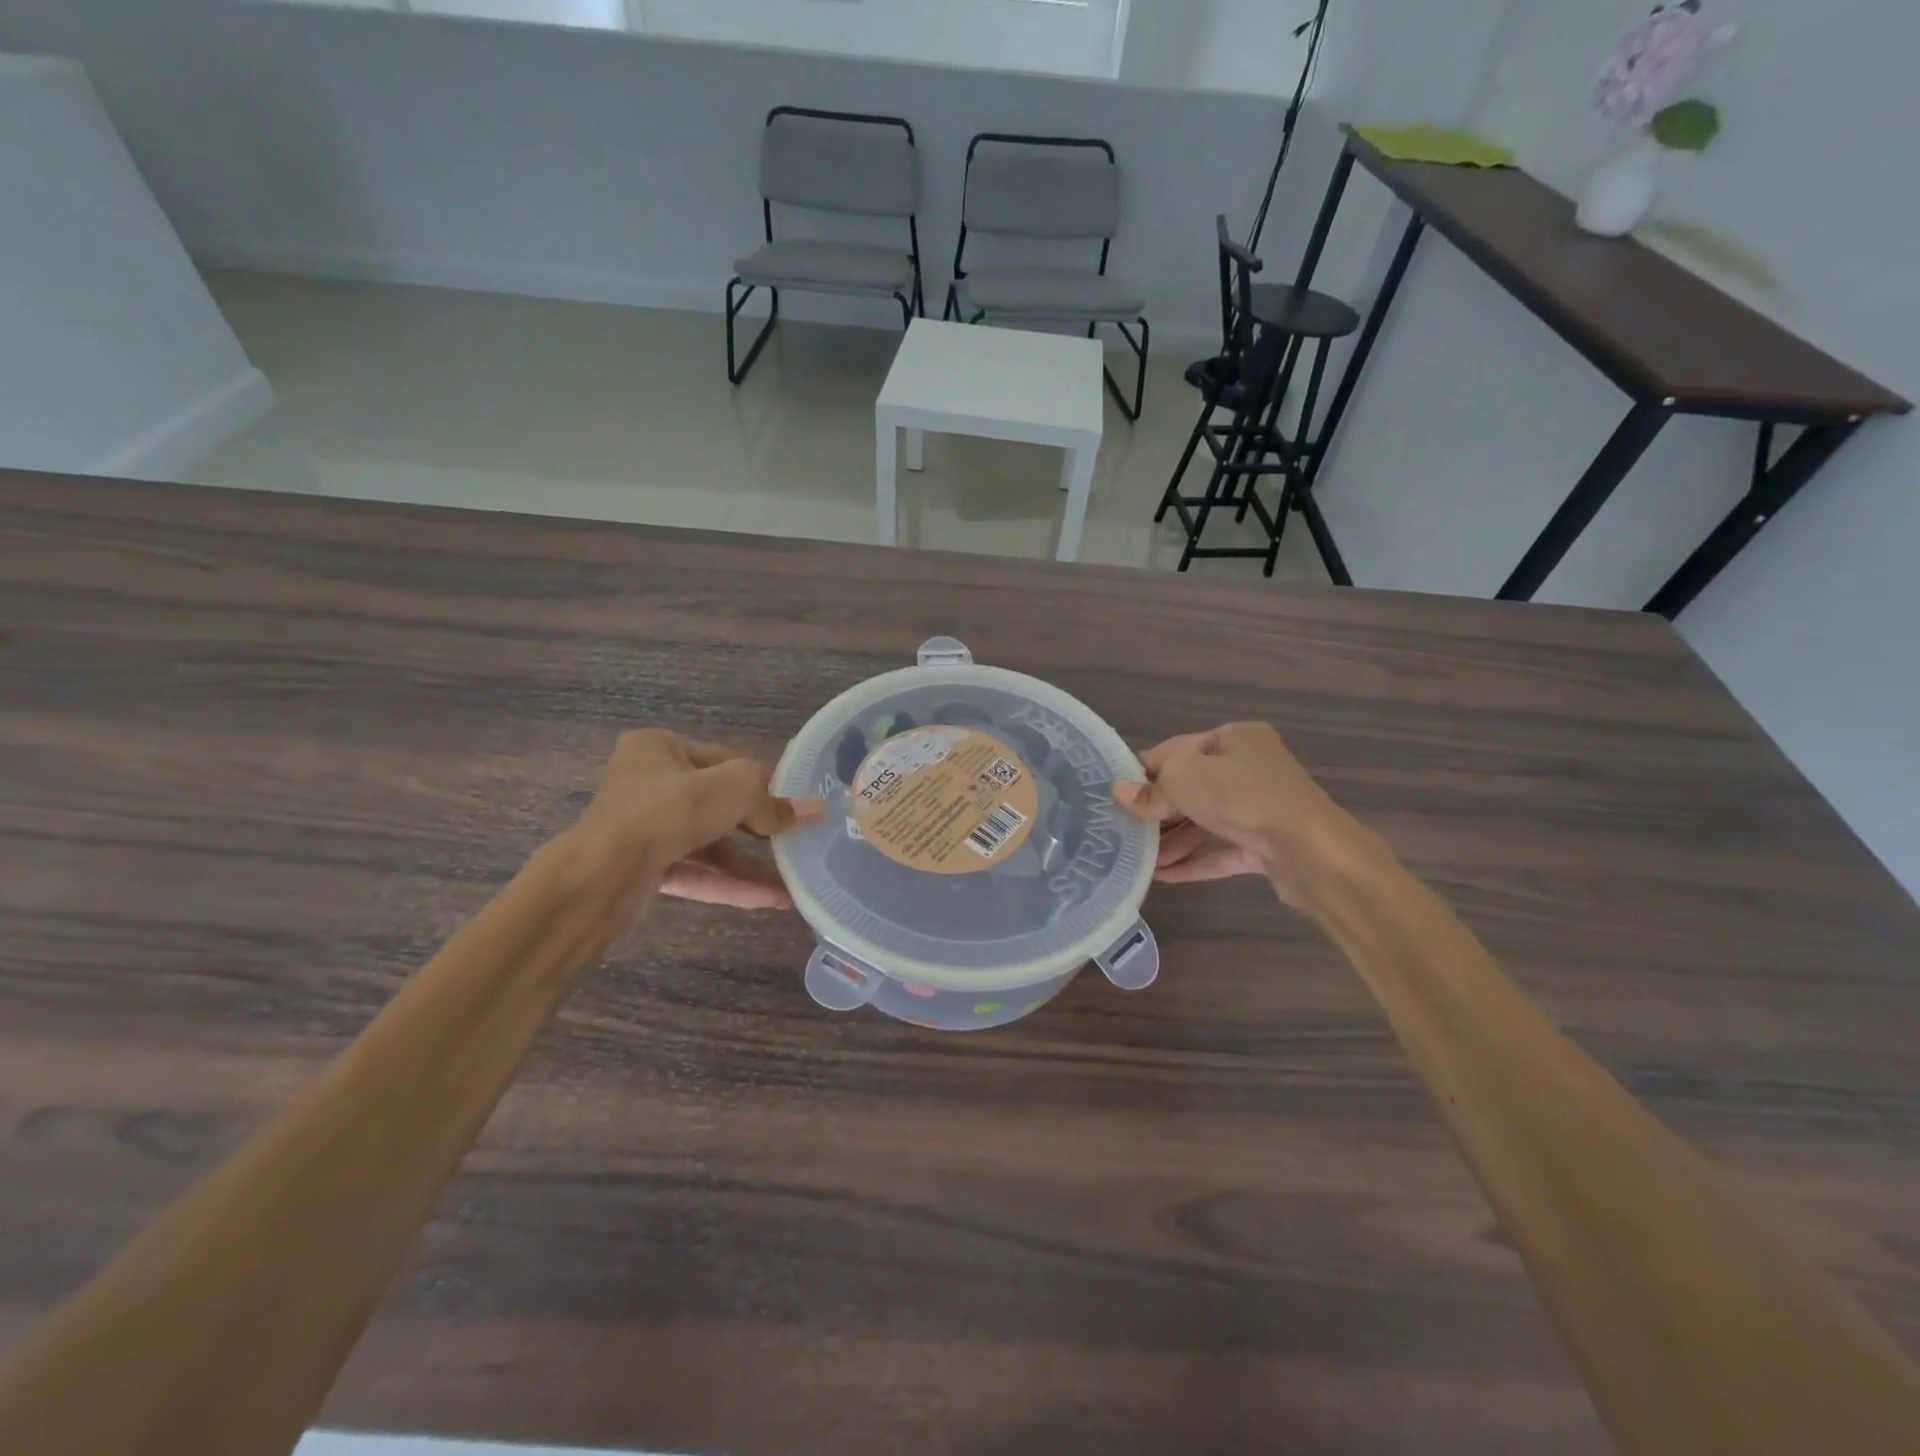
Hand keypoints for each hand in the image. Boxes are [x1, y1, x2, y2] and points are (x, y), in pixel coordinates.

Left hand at [573, 729, 820, 911]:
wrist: (600, 877)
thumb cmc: (668, 812)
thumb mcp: (733, 789)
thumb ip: (771, 799)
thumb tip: (812, 811)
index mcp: (660, 748)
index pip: (726, 761)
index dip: (764, 784)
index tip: (796, 806)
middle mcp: (649, 784)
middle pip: (719, 805)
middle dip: (761, 831)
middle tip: (798, 843)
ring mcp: (645, 829)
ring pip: (709, 844)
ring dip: (750, 866)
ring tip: (792, 886)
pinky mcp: (644, 869)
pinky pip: (697, 872)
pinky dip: (730, 885)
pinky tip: (770, 901)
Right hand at [1114, 722, 1384, 910]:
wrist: (1311, 851)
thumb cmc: (1242, 796)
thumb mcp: (1184, 781)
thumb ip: (1150, 789)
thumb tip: (1118, 793)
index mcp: (1235, 738)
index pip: (1178, 750)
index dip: (1144, 771)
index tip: (1115, 793)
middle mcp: (1251, 768)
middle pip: (1192, 787)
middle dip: (1158, 811)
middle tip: (1122, 829)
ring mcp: (1262, 808)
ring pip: (1206, 822)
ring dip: (1172, 841)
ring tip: (1137, 860)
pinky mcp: (1268, 844)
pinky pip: (1222, 850)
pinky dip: (1194, 861)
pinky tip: (1162, 876)